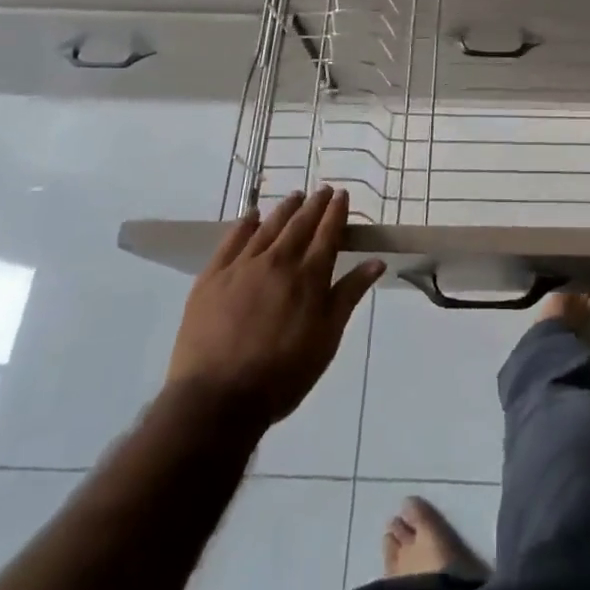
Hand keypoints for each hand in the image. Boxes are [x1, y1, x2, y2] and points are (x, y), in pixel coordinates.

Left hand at [165, 187, 384, 426]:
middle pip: (300, 224)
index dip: (336, 212)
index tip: (342, 195)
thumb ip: (349, 295)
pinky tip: (251, 215)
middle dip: (314, 205)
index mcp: (309, 277)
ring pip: (268, 227)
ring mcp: (242, 266)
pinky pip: (231, 240)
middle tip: (323, 190)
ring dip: (284, 209)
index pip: (328, 234)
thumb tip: (376, 261)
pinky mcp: (212, 277)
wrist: (217, 399)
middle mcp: (278, 261)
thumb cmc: (282, 375)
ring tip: (295, 196)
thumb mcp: (326, 339)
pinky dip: (244, 224)